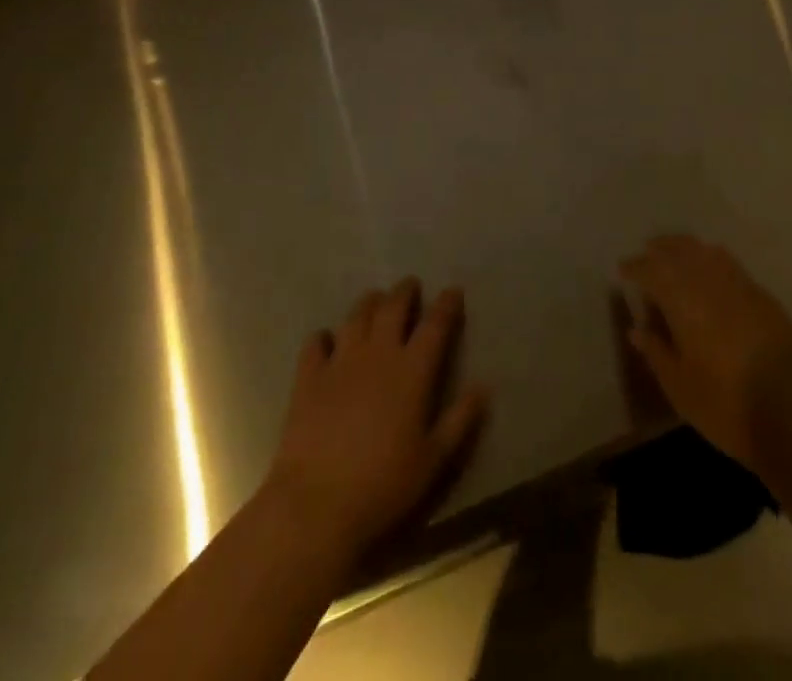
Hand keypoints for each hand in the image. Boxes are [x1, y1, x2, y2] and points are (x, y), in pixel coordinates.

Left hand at [262, 278, 486, 565]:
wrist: (316, 506)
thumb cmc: (384, 485)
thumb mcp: (434, 460)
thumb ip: (460, 420)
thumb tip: (483, 387)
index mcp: (412, 371)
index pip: (435, 325)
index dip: (446, 304)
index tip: (453, 292)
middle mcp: (378, 354)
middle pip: (393, 308)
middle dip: (405, 292)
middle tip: (411, 286)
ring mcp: (340, 362)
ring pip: (357, 317)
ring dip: (369, 303)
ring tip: (375, 300)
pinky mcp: (308, 378)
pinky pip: (316, 343)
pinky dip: (324, 337)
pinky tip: (327, 340)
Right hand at [619, 235, 791, 472]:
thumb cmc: (726, 404)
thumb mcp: (680, 387)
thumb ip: (657, 352)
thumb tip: (637, 329)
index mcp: (684, 301)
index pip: (653, 271)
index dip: (636, 267)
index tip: (623, 269)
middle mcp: (710, 283)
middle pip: (681, 251)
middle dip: (662, 248)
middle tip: (648, 250)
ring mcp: (741, 286)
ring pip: (707, 252)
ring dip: (687, 248)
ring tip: (676, 253)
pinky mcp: (764, 297)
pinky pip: (731, 264)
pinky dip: (713, 258)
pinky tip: (711, 269)